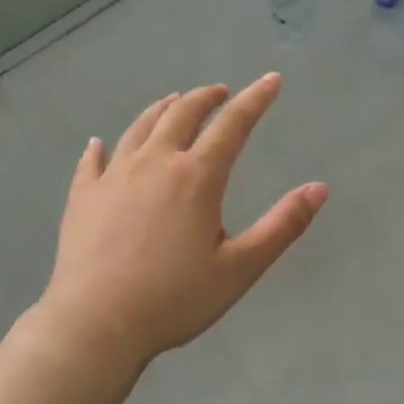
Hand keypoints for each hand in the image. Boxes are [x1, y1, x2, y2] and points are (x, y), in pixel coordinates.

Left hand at [39, 73, 328, 366]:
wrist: (97, 323)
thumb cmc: (176, 298)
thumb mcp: (241, 267)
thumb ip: (283, 225)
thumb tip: (320, 188)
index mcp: (197, 177)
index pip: (233, 125)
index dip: (255, 99)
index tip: (271, 80)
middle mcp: (155, 163)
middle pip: (182, 114)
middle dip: (205, 97)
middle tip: (220, 92)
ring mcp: (114, 177)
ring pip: (140, 128)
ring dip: (162, 110)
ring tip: (173, 102)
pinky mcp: (83, 197)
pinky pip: (93, 161)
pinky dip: (102, 147)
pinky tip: (100, 144)